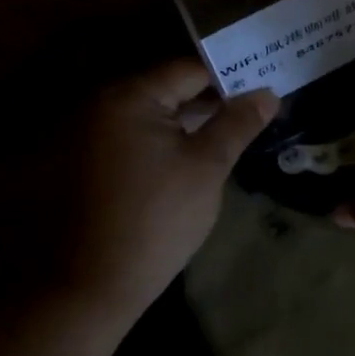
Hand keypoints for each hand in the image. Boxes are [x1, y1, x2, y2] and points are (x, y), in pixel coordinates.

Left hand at [66, 59, 279, 316]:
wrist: (91, 285)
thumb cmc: (157, 219)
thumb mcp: (206, 167)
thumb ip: (237, 124)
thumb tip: (268, 93)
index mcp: (129, 97)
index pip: (188, 70)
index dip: (229, 76)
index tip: (262, 85)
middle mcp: (101, 105)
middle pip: (167, 90)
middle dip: (211, 99)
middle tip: (253, 109)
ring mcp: (88, 135)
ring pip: (151, 116)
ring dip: (188, 122)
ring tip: (230, 131)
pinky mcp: (86, 164)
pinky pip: (133, 138)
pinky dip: (163, 141)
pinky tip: (191, 156)